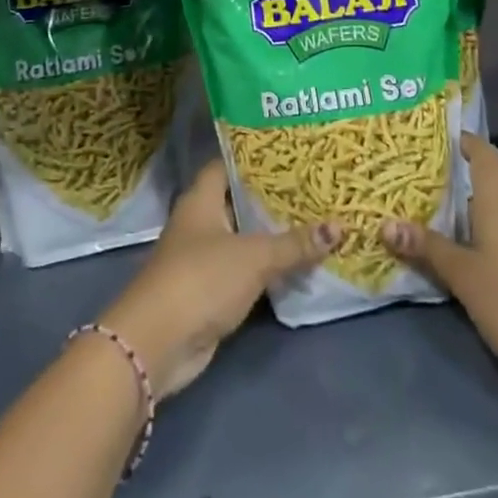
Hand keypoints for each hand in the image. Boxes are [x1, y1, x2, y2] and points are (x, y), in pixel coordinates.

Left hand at [100, 160, 335, 399]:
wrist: (158, 343)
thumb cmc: (201, 279)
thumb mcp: (254, 257)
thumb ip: (295, 243)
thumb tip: (340, 226)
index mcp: (201, 199)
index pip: (227, 165)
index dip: (254, 157)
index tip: (290, 153)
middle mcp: (200, 222)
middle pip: (239, 202)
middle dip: (273, 198)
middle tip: (313, 187)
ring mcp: (203, 258)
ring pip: (244, 238)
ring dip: (273, 235)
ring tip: (316, 220)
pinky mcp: (211, 291)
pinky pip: (246, 270)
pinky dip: (268, 267)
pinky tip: (299, 263)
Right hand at [381, 135, 497, 384]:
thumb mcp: (465, 277)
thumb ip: (429, 250)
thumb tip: (386, 223)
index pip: (486, 159)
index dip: (468, 143)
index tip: (447, 135)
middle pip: (489, 195)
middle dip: (458, 195)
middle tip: (421, 198)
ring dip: (473, 227)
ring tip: (441, 237)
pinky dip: (491, 251)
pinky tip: (477, 275)